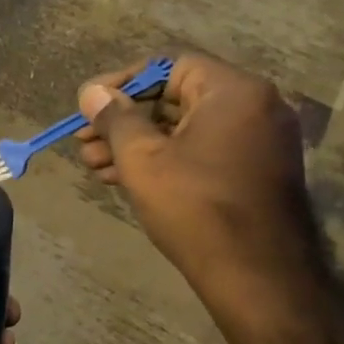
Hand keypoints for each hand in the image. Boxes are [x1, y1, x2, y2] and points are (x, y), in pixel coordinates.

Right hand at [76, 55, 317, 287]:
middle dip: (123, 120)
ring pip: (184, 129)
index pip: (169, 67)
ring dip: (137, 144)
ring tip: (94, 165)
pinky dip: (165, 159)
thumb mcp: (142, 158)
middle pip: (175, 98)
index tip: (89, 105)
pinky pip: (202, 151)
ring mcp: (259, 142)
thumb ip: (115, 118)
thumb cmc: (196, 207)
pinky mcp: (255, 173)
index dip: (122, 83)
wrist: (258, 277)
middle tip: (84, 141)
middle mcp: (255, 108)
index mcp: (234, 92)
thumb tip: (92, 92)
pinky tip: (123, 178)